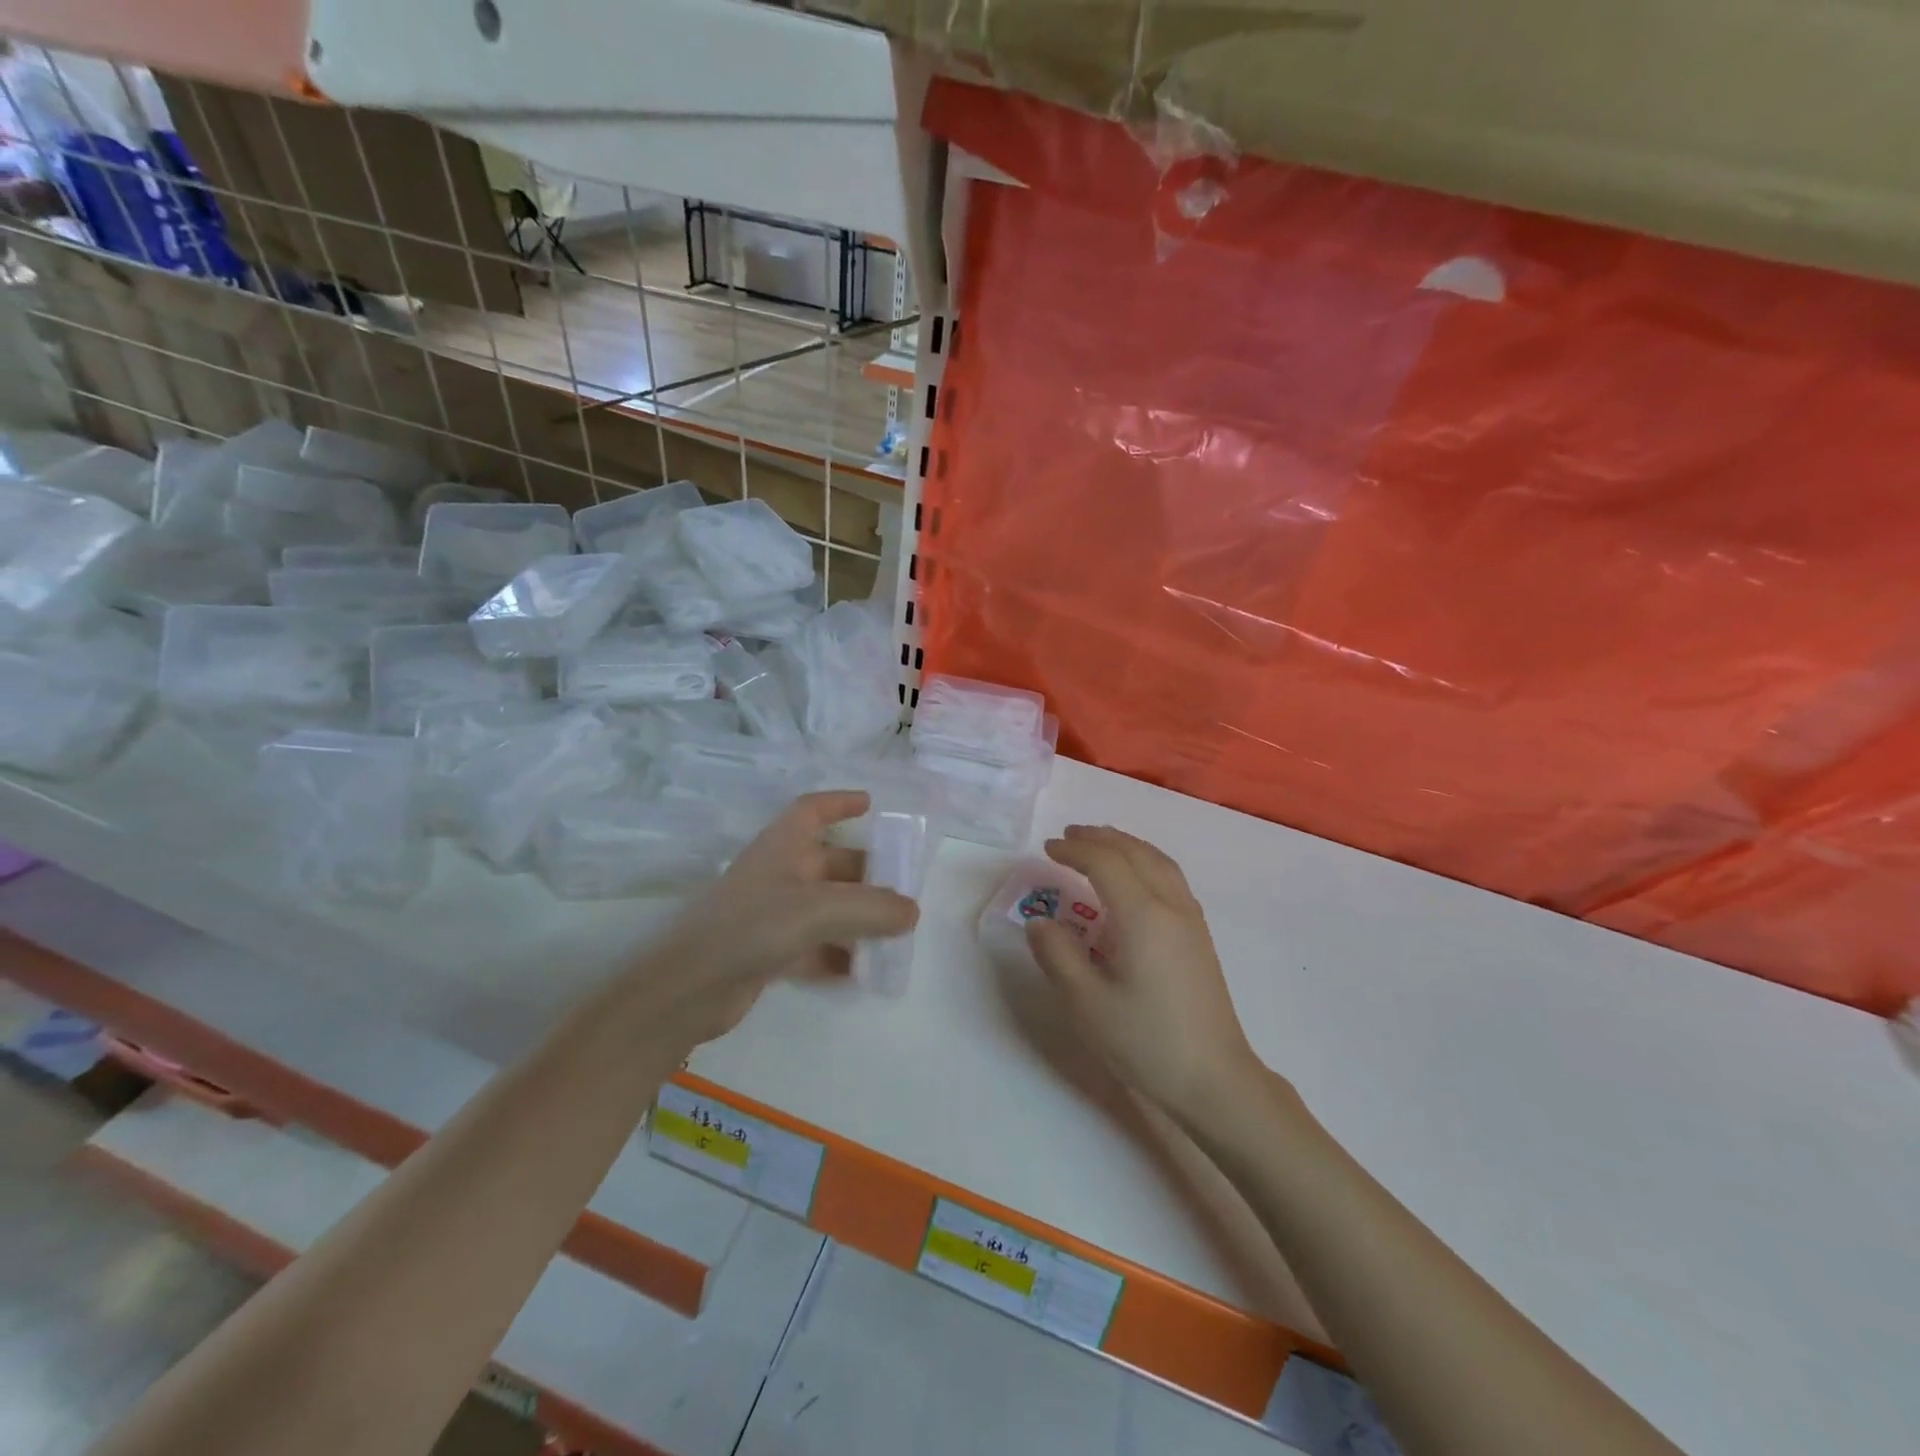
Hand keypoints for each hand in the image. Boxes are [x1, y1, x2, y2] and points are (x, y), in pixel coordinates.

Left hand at [651, 791, 918, 1042]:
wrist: (687, 988)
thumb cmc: (752, 926)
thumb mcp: (819, 909)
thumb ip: (871, 908)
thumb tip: (913, 911)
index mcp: (783, 846)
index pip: (812, 809)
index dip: (840, 802)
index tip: (871, 805)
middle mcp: (778, 874)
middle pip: (830, 863)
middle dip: (867, 874)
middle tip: (903, 889)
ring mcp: (771, 914)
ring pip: (826, 907)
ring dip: (857, 918)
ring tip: (894, 933)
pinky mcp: (768, 951)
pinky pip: (814, 945)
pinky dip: (838, 954)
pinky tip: (863, 972)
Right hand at [1027, 825, 1262, 1122]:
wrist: (1214, 1080)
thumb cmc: (1146, 1041)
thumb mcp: (1087, 1002)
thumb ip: (1058, 955)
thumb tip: (1040, 922)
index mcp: (1142, 915)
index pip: (1105, 863)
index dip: (1074, 850)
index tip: (1047, 850)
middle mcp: (1170, 906)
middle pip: (1134, 852)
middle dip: (1099, 839)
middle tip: (1068, 837)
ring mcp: (1190, 919)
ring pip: (1158, 861)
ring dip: (1125, 845)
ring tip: (1099, 844)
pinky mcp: (1199, 936)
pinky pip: (1170, 876)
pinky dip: (1145, 860)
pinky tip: (1135, 878)